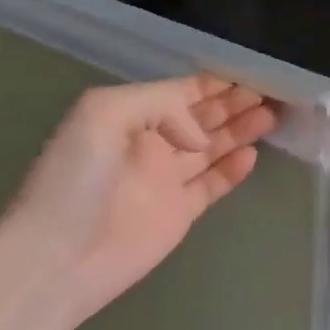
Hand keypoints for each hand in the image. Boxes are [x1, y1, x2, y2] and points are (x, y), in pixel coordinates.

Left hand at [0, 74, 279, 326]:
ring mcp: (165, 180)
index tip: (251, 72)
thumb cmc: (75, 178)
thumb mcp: (104, 113)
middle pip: (202, 116)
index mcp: (130, 114)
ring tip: (273, 115)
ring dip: (240, 130)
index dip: (215, 82)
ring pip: (211, 147)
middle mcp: (151, 142)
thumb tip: (199, 135)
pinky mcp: (177, 214)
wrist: (56, 257)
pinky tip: (252, 154)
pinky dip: (233, 169)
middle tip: (272, 92)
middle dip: (234, 102)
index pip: (182, 91)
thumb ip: (160, 105)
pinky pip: (212, 184)